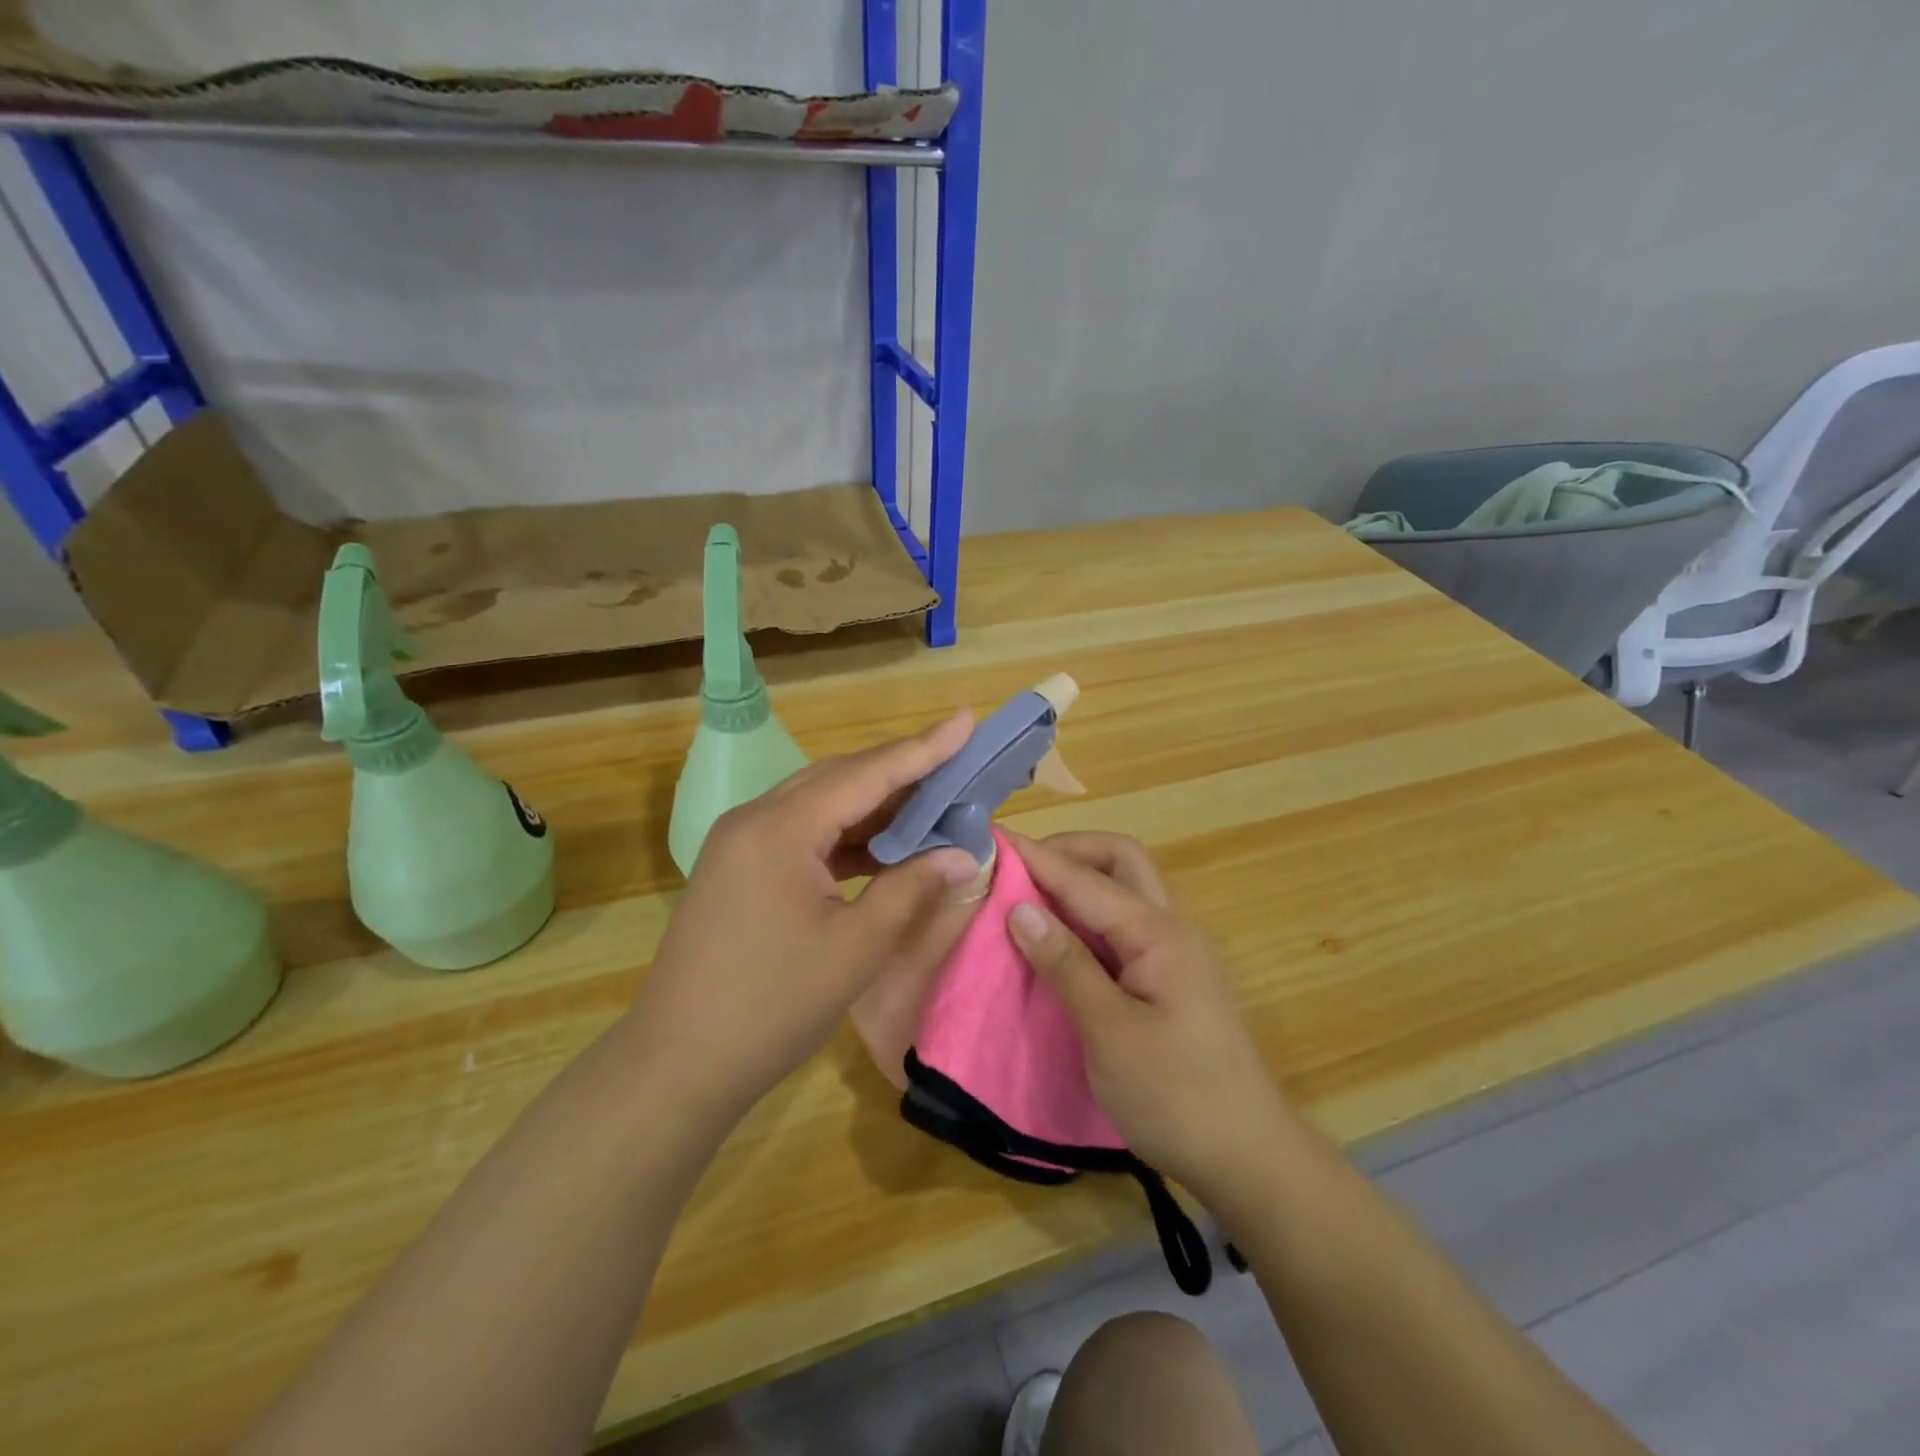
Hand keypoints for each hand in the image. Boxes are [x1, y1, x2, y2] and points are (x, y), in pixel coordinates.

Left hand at [626, 713, 983, 1123]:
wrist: (676, 1064)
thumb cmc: (772, 1006)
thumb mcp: (856, 948)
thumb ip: (912, 889)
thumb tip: (965, 855)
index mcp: (781, 828)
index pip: (866, 774)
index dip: (923, 748)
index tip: (965, 719)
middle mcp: (755, 819)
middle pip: (840, 778)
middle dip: (901, 771)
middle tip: (957, 763)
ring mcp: (741, 842)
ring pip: (820, 802)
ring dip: (875, 804)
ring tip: (932, 802)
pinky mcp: (738, 867)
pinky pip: (802, 832)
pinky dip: (846, 834)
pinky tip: (882, 847)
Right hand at [1005, 831, 1294, 1204]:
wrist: (1247, 1157)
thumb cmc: (1176, 1096)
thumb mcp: (1110, 1033)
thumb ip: (1066, 965)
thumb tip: (1019, 908)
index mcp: (1158, 932)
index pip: (1085, 878)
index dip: (1036, 857)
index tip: (991, 840)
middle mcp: (1170, 926)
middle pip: (1119, 860)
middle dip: (1068, 851)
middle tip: (1018, 868)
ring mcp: (1174, 949)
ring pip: (1124, 887)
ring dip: (1079, 879)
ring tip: (1029, 895)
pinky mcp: (1169, 975)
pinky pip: (1123, 922)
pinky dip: (1087, 913)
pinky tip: (1059, 935)